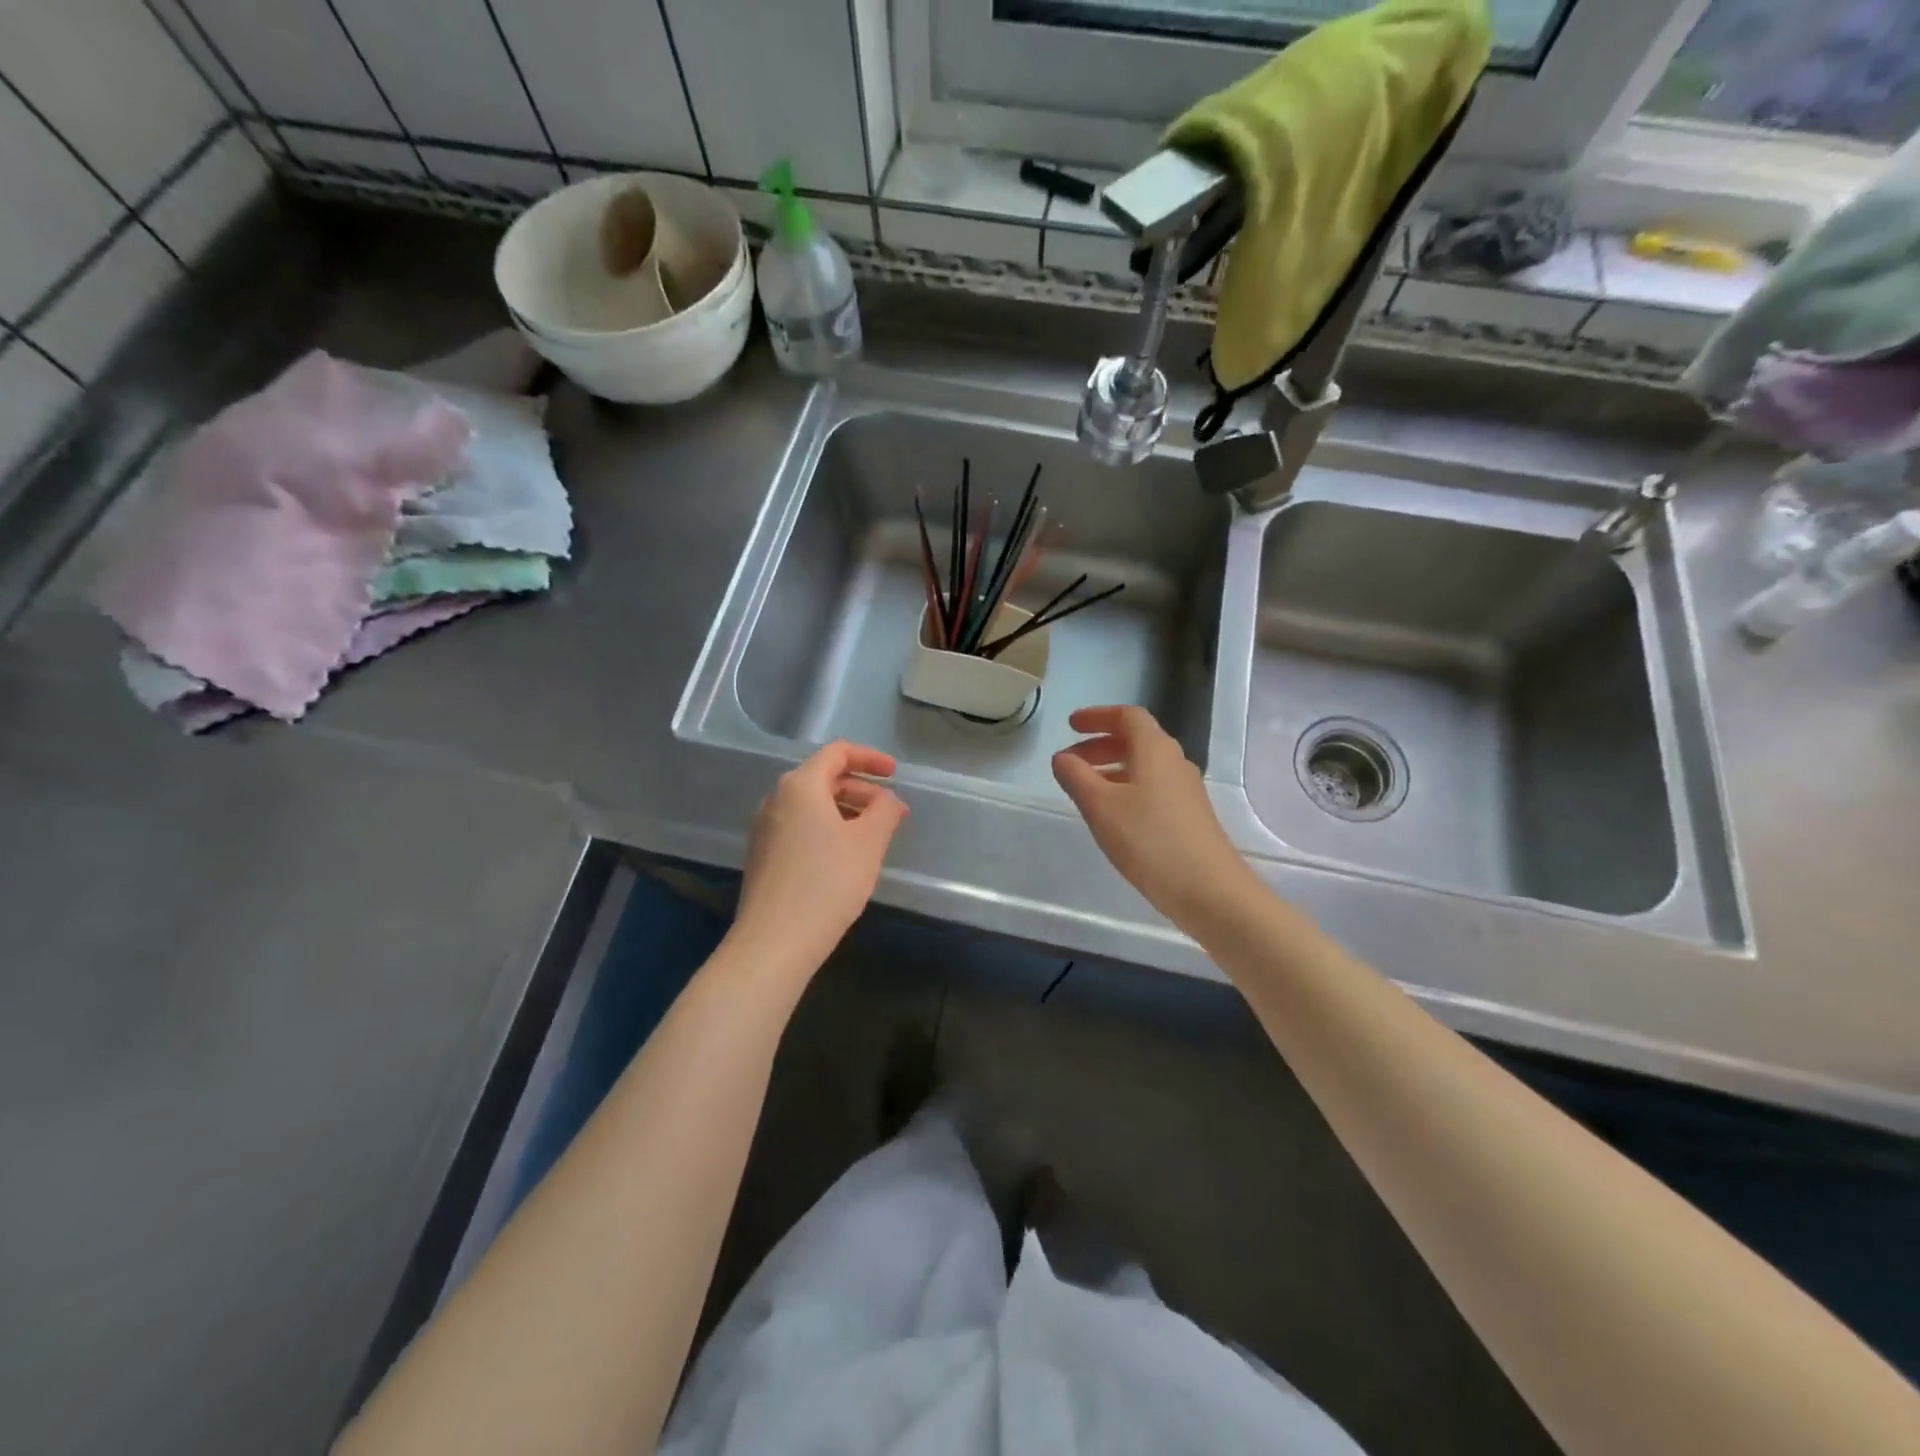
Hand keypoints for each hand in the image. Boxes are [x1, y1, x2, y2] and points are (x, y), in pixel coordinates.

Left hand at [733, 741, 908, 979]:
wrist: (773, 942)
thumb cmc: (827, 884)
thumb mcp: (868, 843)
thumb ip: (884, 810)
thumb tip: (887, 800)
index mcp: (800, 786)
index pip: (837, 753)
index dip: (870, 758)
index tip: (895, 774)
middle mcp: (776, 799)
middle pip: (824, 778)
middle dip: (862, 790)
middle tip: (892, 814)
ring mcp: (765, 828)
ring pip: (811, 806)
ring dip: (846, 812)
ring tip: (873, 837)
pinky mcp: (762, 855)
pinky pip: (800, 827)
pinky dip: (827, 829)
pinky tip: (845, 857)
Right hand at [1052, 706, 1256, 929]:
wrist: (1209, 890)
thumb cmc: (1149, 840)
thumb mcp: (1100, 807)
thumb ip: (1076, 777)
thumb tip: (1062, 758)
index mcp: (1155, 750)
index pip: (1127, 716)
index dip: (1097, 716)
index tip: (1071, 725)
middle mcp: (1174, 762)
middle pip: (1136, 740)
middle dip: (1099, 745)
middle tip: (1070, 762)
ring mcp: (1185, 790)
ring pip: (1143, 766)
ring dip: (1112, 769)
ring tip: (1084, 790)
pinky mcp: (1189, 815)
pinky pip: (1152, 787)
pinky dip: (1126, 788)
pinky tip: (1112, 816)